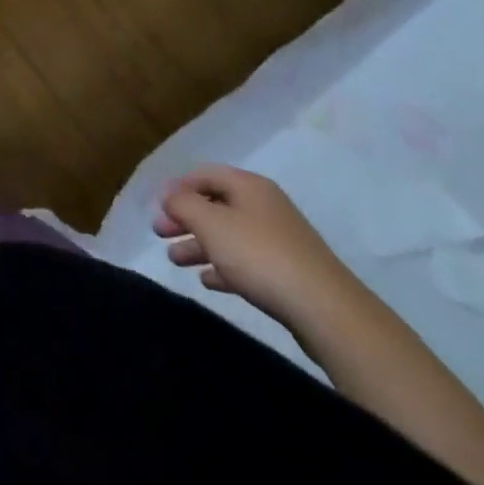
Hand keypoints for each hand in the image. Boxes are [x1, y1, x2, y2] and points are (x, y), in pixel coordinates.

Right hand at [154, 165, 362, 330]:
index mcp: (248, 185)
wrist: (326, 310)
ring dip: (200, 244)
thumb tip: (170, 198)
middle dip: (185, 218)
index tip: (157, 207)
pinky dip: (223, 266)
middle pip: (216, 205)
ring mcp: (279, 240)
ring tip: (176, 260)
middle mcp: (264, 206)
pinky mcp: (288, 272)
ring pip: (229, 235)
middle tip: (160, 234)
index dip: (177, 187)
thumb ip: (183, 205)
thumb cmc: (260, 255)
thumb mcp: (211, 224)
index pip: (204, 174)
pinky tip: (208, 281)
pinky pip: (246, 261)